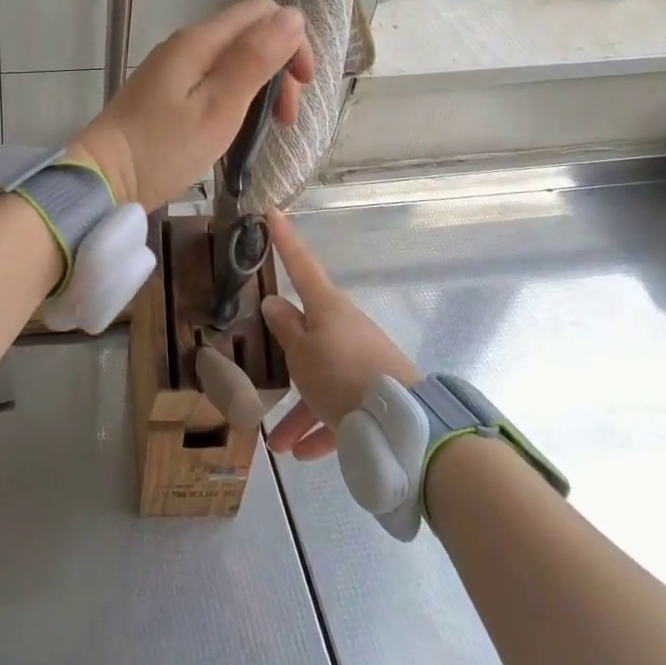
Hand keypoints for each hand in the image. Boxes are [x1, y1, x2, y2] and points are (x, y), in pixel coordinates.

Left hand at [72, 0, 313, 212]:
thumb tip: (293, 17)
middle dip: (278, 68)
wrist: (104, 177)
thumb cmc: (164, 147)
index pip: (262, 12)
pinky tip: (239, 127)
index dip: (292, 41)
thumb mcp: (219, 106)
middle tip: (286, 119)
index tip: (302, 86)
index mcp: (200, 41)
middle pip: (249, 35)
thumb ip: (255, 59)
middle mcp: (187, 44)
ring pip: (233, 59)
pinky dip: (236, 97)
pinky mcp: (167, 92)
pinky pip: (213, 80)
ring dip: (260, 86)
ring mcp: (174, 68)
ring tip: (269, 128)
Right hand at [261, 209, 419, 459]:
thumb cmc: (340, 376)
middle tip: (262, 371)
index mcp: (327, 307)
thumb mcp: (301, 353)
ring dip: (299, 408)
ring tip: (278, 442)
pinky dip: (322, 427)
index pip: (300, 264)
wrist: (404, 426)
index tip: (272, 211)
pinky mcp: (374, 392)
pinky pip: (339, 406)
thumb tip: (274, 302)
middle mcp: (345, 328)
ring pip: (319, 378)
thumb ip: (285, 328)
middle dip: (285, 358)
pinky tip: (305, 453)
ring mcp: (361, 360)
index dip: (284, 239)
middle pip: (307, 334)